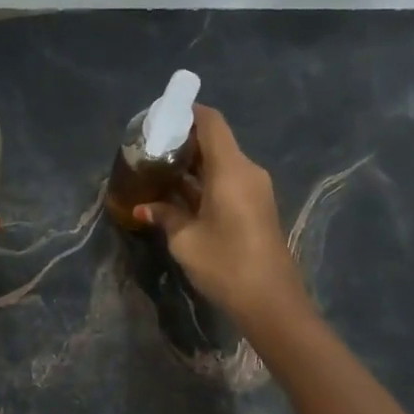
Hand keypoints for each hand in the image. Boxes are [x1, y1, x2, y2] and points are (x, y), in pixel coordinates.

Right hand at [136, 105, 308, 333]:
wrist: (270, 300)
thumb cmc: (226, 264)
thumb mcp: (186, 240)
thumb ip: (164, 216)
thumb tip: (143, 208)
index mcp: (231, 169)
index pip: (210, 121)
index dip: (186, 112)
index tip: (159, 117)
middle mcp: (246, 171)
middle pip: (214, 141)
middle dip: (182, 141)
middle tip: (149, 149)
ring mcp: (254, 189)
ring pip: (220, 163)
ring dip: (192, 165)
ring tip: (158, 171)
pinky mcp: (255, 207)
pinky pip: (227, 181)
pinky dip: (203, 182)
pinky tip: (178, 194)